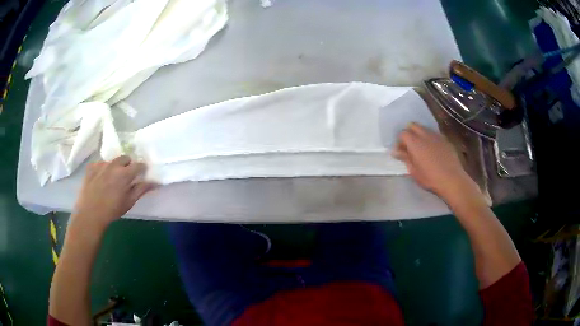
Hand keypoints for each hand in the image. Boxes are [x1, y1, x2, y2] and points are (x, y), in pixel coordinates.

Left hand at [73, 156, 156, 228]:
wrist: (90, 213)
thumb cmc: (112, 210)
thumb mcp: (129, 202)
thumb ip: (141, 189)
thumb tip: (155, 182)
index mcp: (125, 173)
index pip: (139, 165)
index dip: (142, 169)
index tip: (142, 175)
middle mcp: (114, 165)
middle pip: (125, 158)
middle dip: (128, 165)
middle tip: (126, 178)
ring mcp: (101, 164)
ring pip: (113, 161)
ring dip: (115, 167)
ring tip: (111, 180)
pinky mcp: (91, 167)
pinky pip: (100, 164)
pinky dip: (103, 169)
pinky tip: (100, 180)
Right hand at [393, 123, 479, 203]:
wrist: (452, 179)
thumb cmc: (430, 178)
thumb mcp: (414, 171)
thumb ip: (405, 158)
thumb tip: (396, 151)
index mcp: (415, 142)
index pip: (402, 133)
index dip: (400, 141)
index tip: (400, 151)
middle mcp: (425, 134)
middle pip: (413, 125)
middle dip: (409, 133)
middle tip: (409, 146)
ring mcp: (436, 136)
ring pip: (424, 129)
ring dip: (420, 135)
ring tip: (422, 148)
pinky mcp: (445, 140)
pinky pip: (434, 134)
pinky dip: (430, 139)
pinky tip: (433, 151)